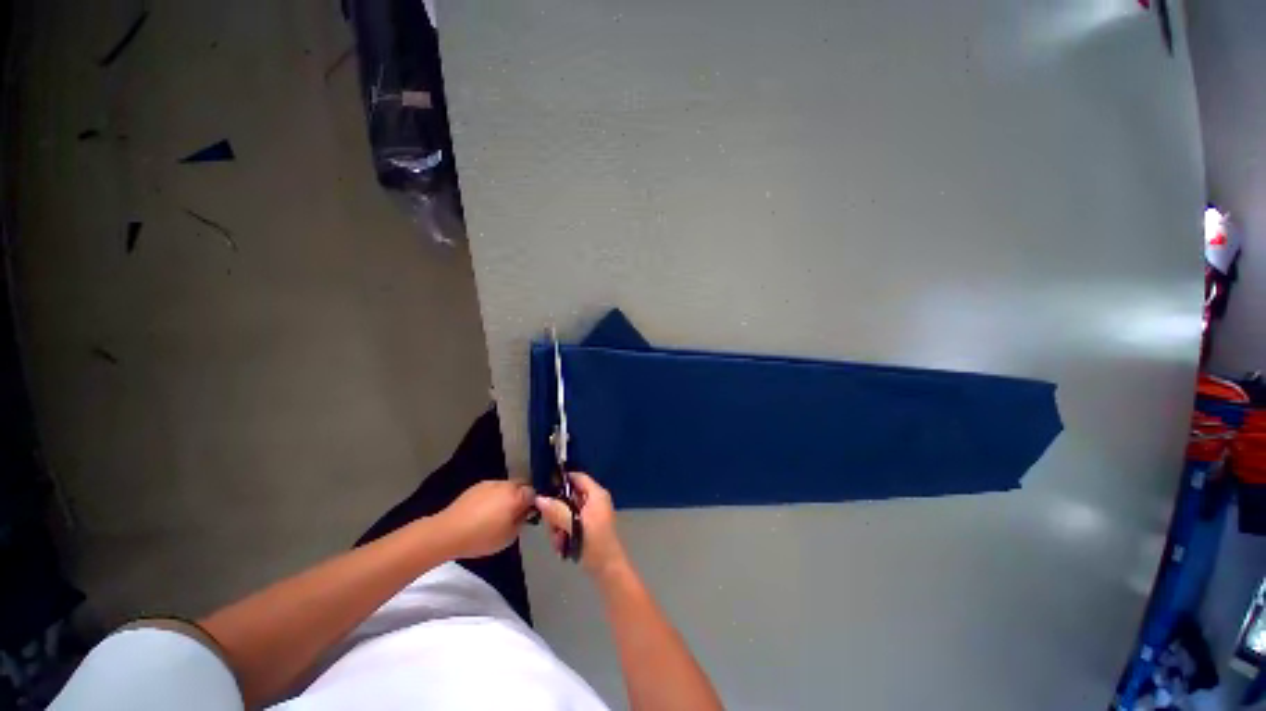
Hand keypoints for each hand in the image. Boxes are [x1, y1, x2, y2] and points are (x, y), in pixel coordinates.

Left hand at [436, 480, 535, 558]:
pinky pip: (492, 488)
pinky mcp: (477, 486)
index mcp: (517, 496)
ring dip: (507, 495)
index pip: (533, 493)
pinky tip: (483, 510)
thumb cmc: (482, 537)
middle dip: (521, 495)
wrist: (448, 532)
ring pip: (506, 486)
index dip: (532, 503)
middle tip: (515, 512)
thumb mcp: (509, 537)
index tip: (527, 515)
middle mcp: (506, 485)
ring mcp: (491, 483)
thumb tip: (524, 514)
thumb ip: (521, 522)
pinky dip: (493, 496)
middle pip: (521, 485)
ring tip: (497, 512)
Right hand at [536, 472, 627, 577]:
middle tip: (552, 527)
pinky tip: (562, 547)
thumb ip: (557, 511)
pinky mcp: (587, 527)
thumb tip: (539, 498)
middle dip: (556, 512)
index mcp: (596, 495)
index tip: (544, 489)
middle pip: (568, 496)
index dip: (561, 480)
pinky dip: (564, 533)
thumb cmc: (595, 544)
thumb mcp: (574, 526)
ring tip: (558, 541)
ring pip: (566, 511)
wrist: (608, 571)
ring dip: (558, 526)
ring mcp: (591, 514)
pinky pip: (570, 523)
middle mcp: (594, 501)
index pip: (577, 477)